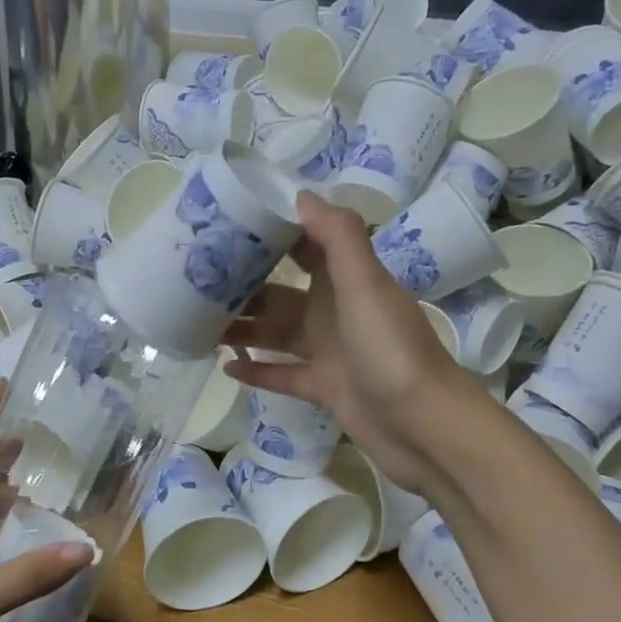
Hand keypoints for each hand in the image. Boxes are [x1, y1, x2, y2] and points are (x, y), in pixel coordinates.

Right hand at [225, 192, 471, 495]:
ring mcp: (330, 353)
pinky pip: (282, 375)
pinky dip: (257, 370)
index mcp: (347, 281)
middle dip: (245, 284)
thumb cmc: (391, 349)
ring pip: (276, 333)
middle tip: (197, 278)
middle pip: (282, 292)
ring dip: (244, 327)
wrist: (423, 426)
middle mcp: (336, 311)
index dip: (273, 232)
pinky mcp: (324, 389)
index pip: (306, 246)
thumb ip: (338, 238)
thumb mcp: (366, 284)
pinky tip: (224, 366)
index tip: (229, 223)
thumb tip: (301, 195)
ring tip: (197, 321)